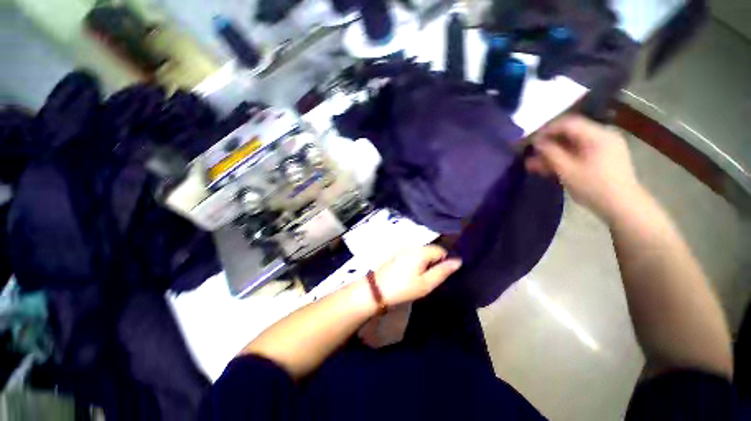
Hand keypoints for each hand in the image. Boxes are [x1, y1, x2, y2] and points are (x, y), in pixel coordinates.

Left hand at [372, 245, 461, 305]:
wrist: (376, 290)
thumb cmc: (403, 288)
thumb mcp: (426, 283)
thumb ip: (442, 271)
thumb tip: (458, 261)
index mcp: (420, 251)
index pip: (440, 250)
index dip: (444, 261)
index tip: (439, 275)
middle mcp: (411, 246)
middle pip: (430, 250)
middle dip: (433, 262)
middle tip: (429, 279)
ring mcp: (402, 249)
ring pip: (420, 253)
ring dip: (424, 262)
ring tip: (419, 278)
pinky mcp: (395, 254)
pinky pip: (411, 255)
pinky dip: (415, 262)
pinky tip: (409, 274)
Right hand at [525, 115, 645, 222]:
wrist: (622, 207)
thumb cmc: (594, 187)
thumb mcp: (568, 170)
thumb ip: (550, 153)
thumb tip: (537, 142)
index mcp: (598, 136)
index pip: (568, 123)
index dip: (547, 130)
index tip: (530, 140)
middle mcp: (602, 137)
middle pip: (570, 135)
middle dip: (548, 145)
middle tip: (530, 154)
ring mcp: (604, 148)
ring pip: (573, 146)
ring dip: (553, 154)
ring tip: (534, 165)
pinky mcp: (603, 159)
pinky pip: (579, 154)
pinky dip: (564, 159)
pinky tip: (549, 168)